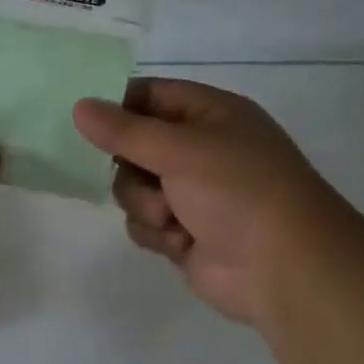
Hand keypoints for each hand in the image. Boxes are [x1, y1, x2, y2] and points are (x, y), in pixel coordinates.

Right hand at [72, 79, 346, 325]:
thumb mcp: (179, 149)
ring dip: (145, 205)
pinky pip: (145, 224)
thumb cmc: (237, 190)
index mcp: (210, 114)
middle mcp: (201, 149)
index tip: (86, 122)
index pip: (149, 96)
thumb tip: (79, 106)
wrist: (284, 267)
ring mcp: (193, 194)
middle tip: (145, 177)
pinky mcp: (186, 234)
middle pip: (133, 146)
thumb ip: (124, 130)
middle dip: (131, 168)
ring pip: (134, 189)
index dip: (117, 107)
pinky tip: (183, 242)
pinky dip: (158, 233)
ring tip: (173, 219)